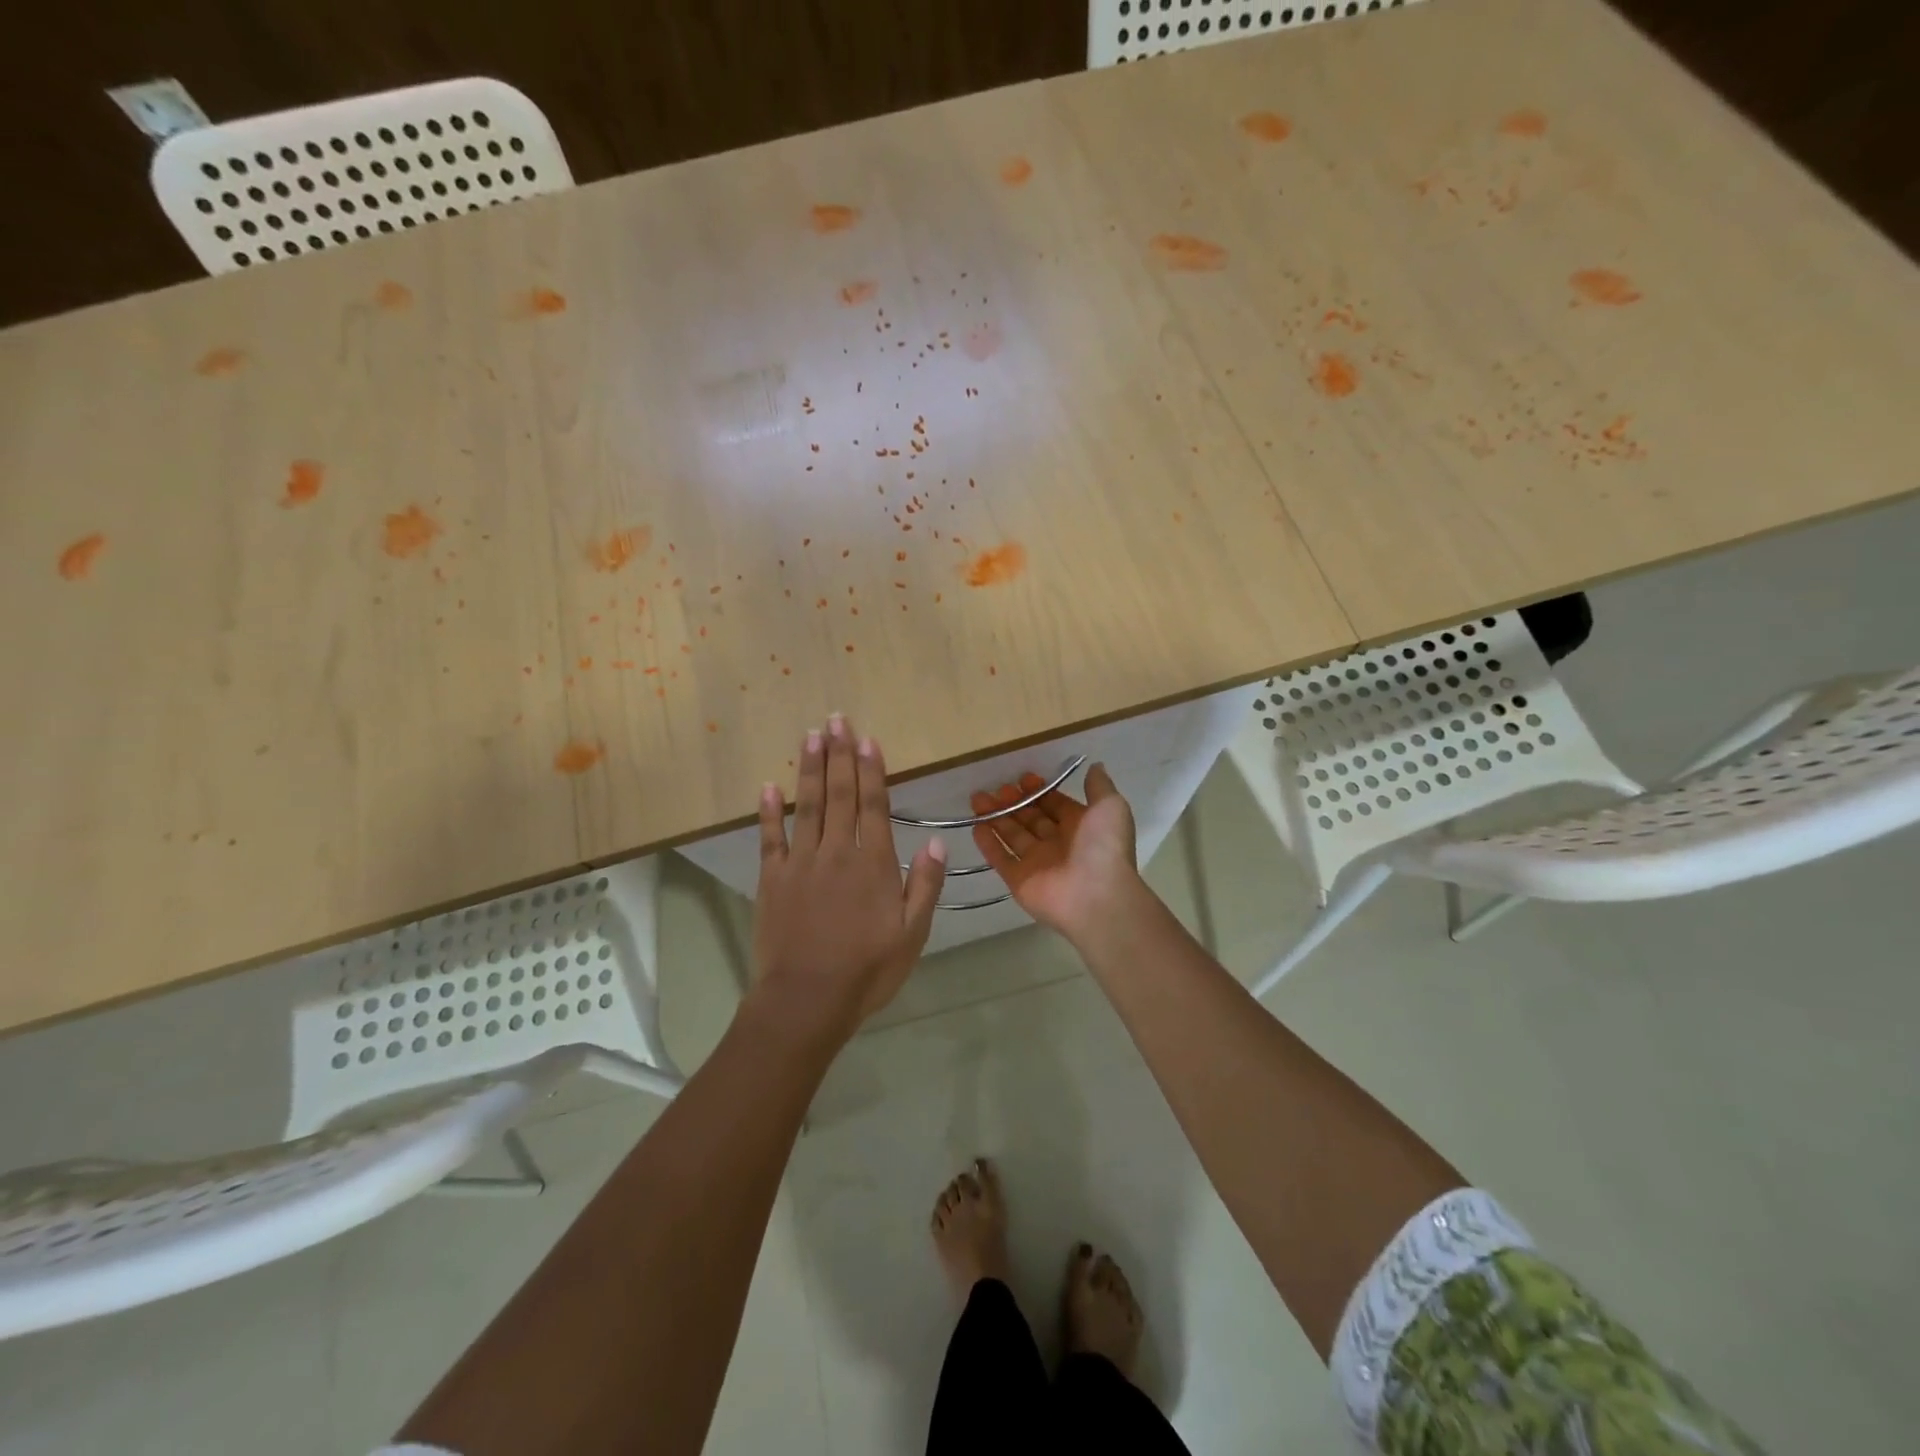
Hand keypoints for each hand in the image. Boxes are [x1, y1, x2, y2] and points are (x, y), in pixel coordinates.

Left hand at [752, 715, 946, 1043]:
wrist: (806, 1000)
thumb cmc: (867, 970)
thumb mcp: (913, 934)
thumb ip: (925, 885)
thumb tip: (939, 841)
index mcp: (873, 864)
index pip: (873, 805)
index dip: (871, 770)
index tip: (867, 739)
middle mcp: (837, 852)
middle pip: (839, 794)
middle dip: (839, 754)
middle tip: (836, 719)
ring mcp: (800, 863)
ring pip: (807, 806)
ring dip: (809, 769)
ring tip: (810, 736)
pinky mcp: (772, 879)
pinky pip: (770, 837)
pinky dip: (769, 811)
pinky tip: (768, 786)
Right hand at [970, 764, 1143, 944]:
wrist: (1097, 896)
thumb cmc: (1104, 847)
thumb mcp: (1110, 807)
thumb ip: (1099, 786)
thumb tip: (1094, 765)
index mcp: (1080, 827)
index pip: (1055, 805)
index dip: (1040, 791)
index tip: (1024, 777)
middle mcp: (1058, 844)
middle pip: (1030, 819)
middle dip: (1014, 802)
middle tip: (998, 787)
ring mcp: (1037, 863)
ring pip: (1012, 835)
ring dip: (996, 816)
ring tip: (977, 798)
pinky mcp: (1019, 880)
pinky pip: (1000, 859)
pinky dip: (988, 844)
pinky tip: (976, 826)